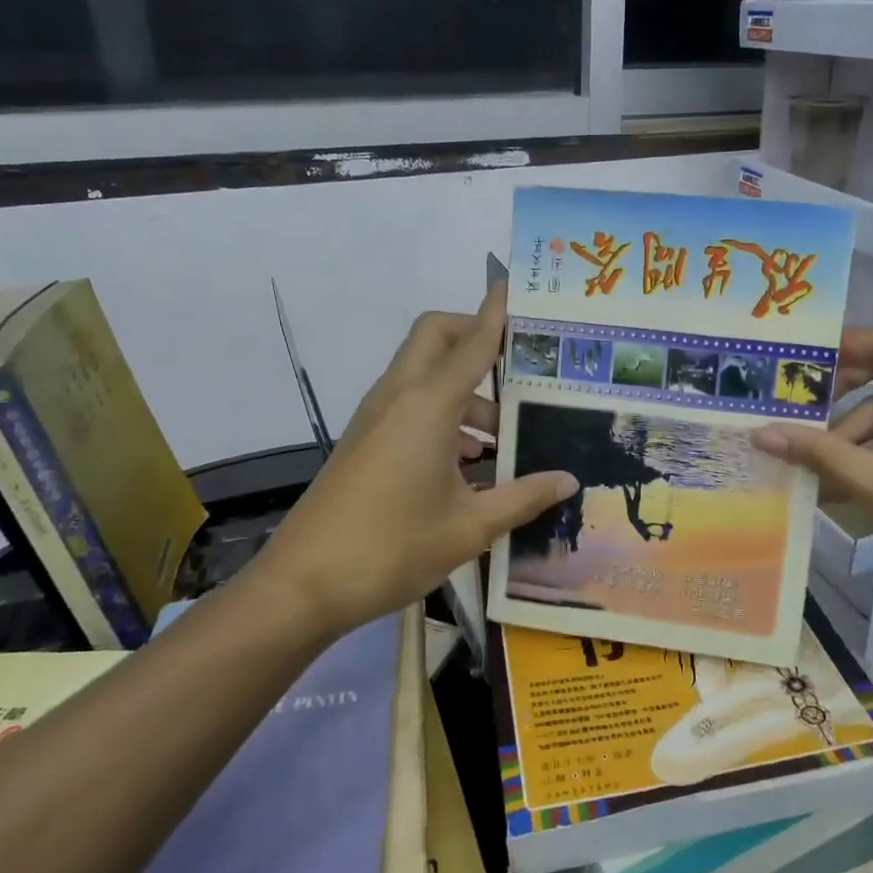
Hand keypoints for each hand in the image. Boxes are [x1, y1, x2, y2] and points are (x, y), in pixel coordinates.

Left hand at [253, 284, 578, 636]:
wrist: (304, 584)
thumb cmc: (392, 548)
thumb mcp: (469, 527)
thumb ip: (523, 497)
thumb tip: (569, 481)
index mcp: (429, 405)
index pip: (473, 342)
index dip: (497, 312)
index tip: (519, 287)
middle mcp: (400, 397)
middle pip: (436, 335)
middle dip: (475, 336)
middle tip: (518, 367)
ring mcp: (377, 416)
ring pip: (425, 373)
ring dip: (464, 389)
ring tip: (505, 438)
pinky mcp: (366, 439)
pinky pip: (411, 404)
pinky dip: (442, 415)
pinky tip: (470, 465)